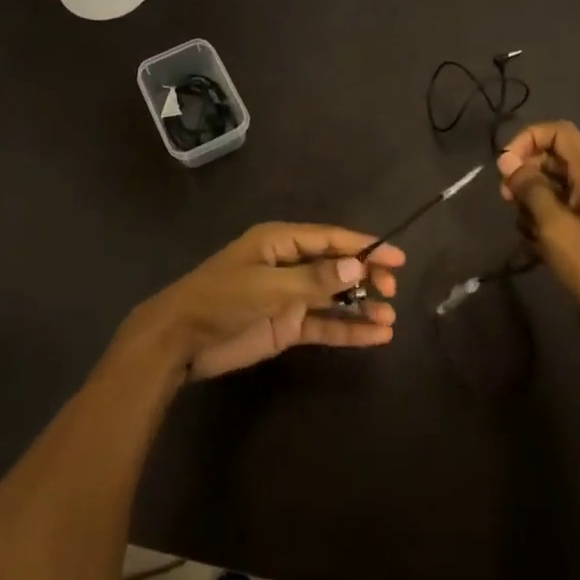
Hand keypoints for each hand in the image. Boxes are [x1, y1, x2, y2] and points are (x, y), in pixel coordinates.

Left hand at [129, 223, 402, 380]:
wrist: (181, 340)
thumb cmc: (222, 300)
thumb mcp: (268, 287)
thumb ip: (314, 279)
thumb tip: (358, 266)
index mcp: (280, 242)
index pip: (330, 239)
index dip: (364, 247)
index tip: (398, 258)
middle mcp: (289, 265)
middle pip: (336, 266)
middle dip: (366, 276)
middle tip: (392, 291)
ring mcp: (289, 296)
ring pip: (334, 297)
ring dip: (361, 305)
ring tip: (390, 317)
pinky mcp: (287, 326)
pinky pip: (324, 325)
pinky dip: (348, 329)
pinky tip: (376, 336)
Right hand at [497, 121, 579, 340]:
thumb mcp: (554, 225)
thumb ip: (530, 188)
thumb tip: (507, 159)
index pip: (558, 132)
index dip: (528, 139)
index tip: (505, 165)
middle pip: (553, 157)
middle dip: (525, 172)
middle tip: (506, 199)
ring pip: (553, 184)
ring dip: (531, 199)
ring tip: (524, 229)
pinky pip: (561, 208)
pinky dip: (543, 218)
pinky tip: (536, 244)